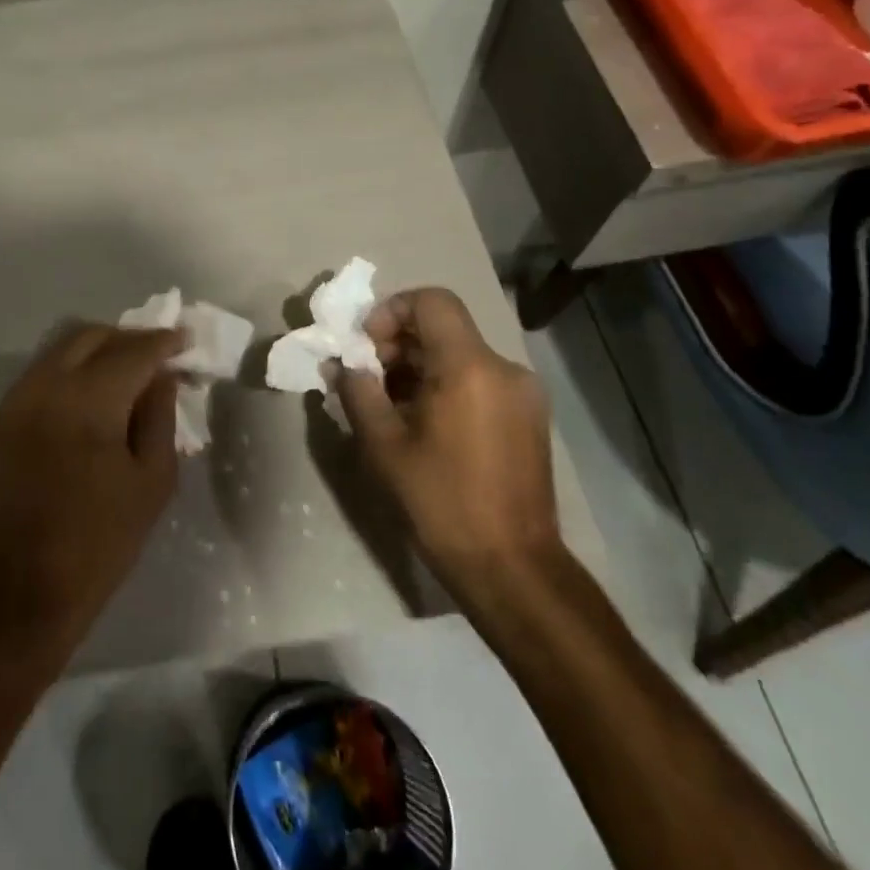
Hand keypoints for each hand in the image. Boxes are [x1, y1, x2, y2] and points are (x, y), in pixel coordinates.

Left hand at [0, 323, 184, 669]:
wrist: (22, 587)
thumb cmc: (100, 541)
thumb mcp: (152, 481)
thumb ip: (160, 416)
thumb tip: (163, 376)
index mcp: (88, 402)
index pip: (133, 351)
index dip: (163, 342)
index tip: (186, 341)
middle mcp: (48, 386)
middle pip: (93, 335)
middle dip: (130, 339)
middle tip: (159, 357)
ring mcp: (20, 398)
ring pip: (64, 346)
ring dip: (100, 348)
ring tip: (129, 371)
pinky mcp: (4, 415)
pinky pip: (45, 369)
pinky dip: (74, 366)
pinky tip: (95, 391)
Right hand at [333, 288, 557, 586]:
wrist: (512, 567)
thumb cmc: (441, 502)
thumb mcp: (383, 446)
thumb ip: (357, 392)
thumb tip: (340, 364)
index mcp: (470, 367)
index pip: (432, 301)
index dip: (391, 312)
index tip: (367, 348)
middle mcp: (504, 368)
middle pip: (444, 327)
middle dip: (399, 344)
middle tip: (370, 381)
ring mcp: (523, 393)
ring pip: (461, 354)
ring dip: (420, 367)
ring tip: (392, 408)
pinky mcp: (529, 416)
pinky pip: (480, 379)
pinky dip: (446, 385)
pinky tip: (426, 425)